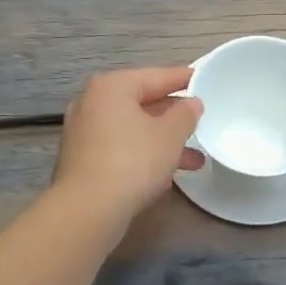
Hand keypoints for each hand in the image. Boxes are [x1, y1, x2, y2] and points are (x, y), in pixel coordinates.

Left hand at [53, 66, 205, 228]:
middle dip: (174, 118)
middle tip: (200, 123)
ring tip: (195, 160)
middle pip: (141, 103)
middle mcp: (92, 103)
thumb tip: (191, 104)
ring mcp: (83, 132)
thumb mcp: (170, 135)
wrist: (88, 208)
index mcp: (111, 87)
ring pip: (132, 130)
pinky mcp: (81, 160)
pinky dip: (142, 155)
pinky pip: (120, 148)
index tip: (204, 80)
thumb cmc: (133, 161)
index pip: (155, 76)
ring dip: (162, 142)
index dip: (183, 79)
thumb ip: (185, 115)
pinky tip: (166, 174)